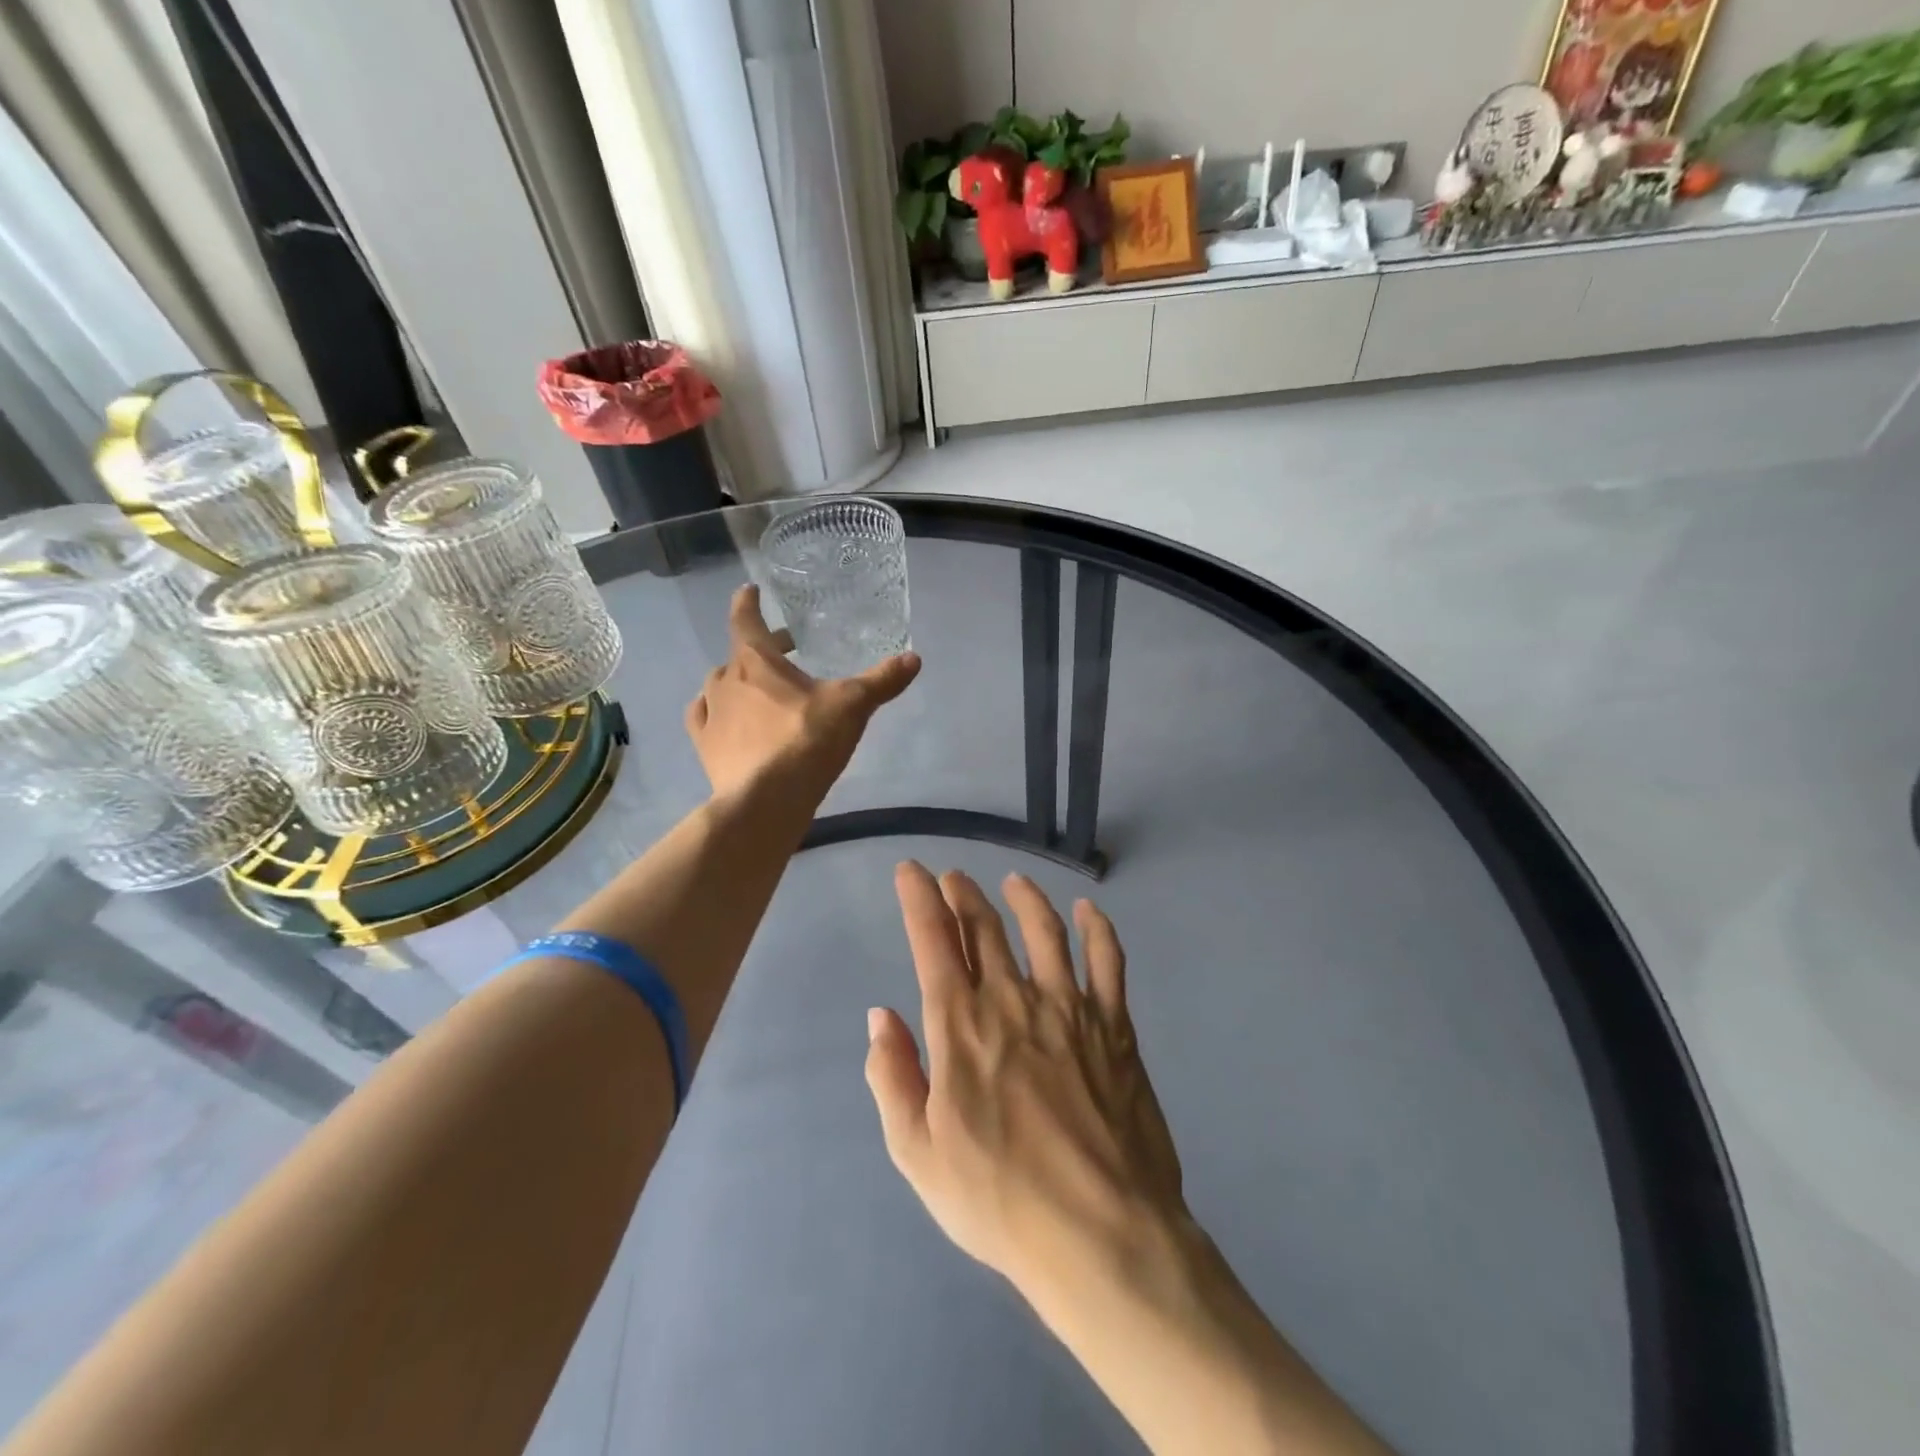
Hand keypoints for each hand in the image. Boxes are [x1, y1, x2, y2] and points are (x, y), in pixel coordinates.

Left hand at [685, 585, 918, 800]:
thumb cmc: (806, 741)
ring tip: (760, 689)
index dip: (748, 602)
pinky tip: (725, 720)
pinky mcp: (705, 748)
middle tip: (786, 649)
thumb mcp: (852, 706)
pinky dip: (715, 712)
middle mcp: (726, 681)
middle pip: (740, 654)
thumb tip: (914, 658)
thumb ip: (881, 681)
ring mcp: (711, 715)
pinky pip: (704, 718)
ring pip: (719, 686)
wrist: (765, 801)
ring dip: (738, 681)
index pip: (746, 619)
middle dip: (762, 648)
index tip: (750, 590)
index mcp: (755, 661)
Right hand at [865, 864, 1186, 1297]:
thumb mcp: (918, 1154)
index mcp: (961, 1025)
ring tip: (1013, 881)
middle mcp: (1013, 999)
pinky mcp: (1115, 1025)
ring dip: (1024, 898)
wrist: (1101, 1234)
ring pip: (1044, 930)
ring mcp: (1069, 1007)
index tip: (910, 871)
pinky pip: (1107, 961)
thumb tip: (881, 1015)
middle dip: (963, 894)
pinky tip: (1089, 912)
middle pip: (986, 926)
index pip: (933, 940)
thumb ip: (893, 1076)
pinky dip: (1098, 929)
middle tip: (953, 878)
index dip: (918, 898)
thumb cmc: (1000, 1201)